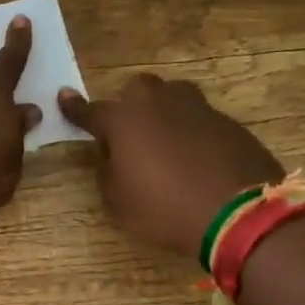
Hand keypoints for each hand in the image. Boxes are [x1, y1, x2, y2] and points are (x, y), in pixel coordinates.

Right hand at [59, 75, 283, 258]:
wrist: (240, 215)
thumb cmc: (166, 210)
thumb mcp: (119, 202)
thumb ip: (107, 172)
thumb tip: (111, 157)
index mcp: (124, 121)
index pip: (91, 111)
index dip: (75, 108)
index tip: (64, 97)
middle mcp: (159, 104)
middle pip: (137, 90)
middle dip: (129, 105)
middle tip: (130, 134)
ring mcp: (198, 109)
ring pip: (173, 96)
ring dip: (164, 112)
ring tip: (166, 142)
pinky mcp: (229, 123)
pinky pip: (201, 119)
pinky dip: (193, 132)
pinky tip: (198, 159)